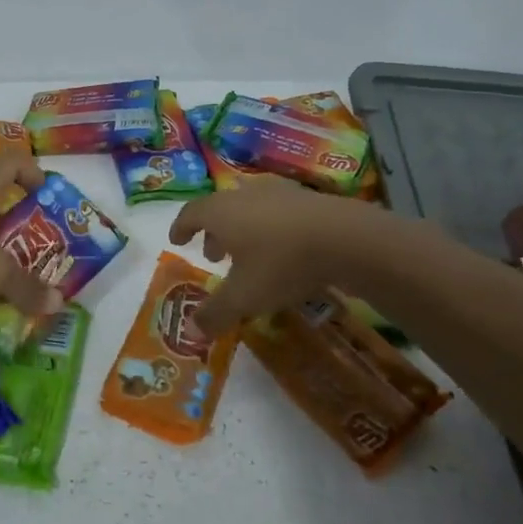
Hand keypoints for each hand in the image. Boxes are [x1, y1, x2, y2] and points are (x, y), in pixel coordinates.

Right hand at [168, 176, 380, 335]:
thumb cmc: (281, 263)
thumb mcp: (244, 297)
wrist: (345, 238)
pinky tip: (283, 249)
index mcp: (221, 211)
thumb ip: (215, 313)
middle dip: (214, 232)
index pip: (191, 213)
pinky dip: (271, 228)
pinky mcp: (308, 198)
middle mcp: (245, 194)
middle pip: (221, 209)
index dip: (181, 228)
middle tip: (214, 255)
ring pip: (250, 208)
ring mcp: (279, 192)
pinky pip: (278, 212)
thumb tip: (190, 331)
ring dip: (243, 229)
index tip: (177, 240)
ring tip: (249, 254)